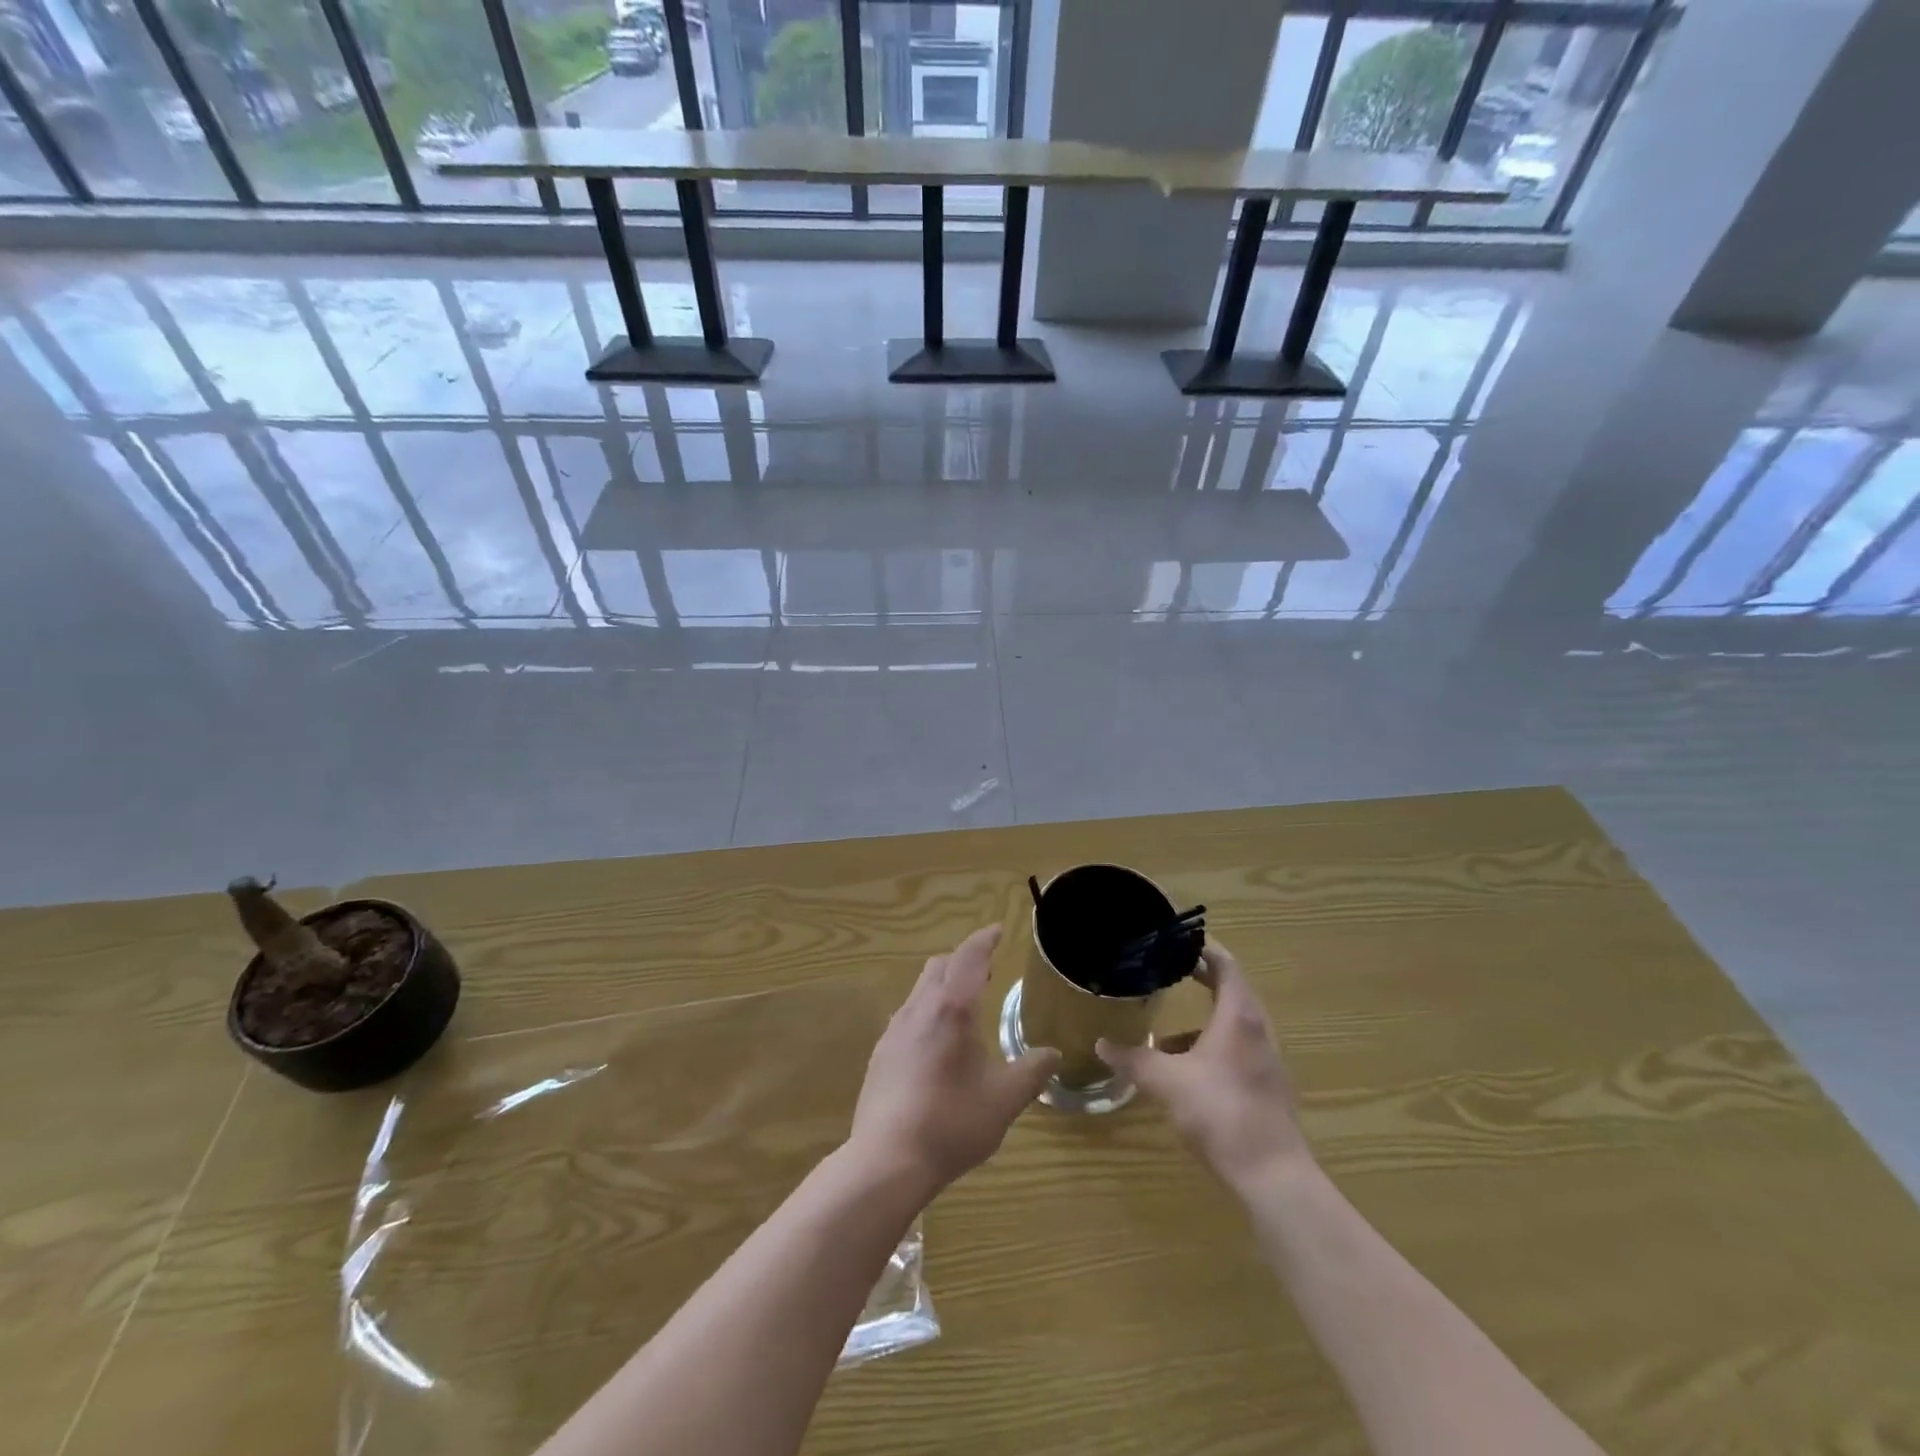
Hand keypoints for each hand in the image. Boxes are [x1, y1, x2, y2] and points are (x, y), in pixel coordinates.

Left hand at [849, 925, 1060, 1199]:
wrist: (887, 1160)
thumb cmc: (952, 1122)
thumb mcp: (1004, 1100)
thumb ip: (1031, 1072)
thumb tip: (1053, 1054)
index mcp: (952, 1009)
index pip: (969, 958)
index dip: (984, 941)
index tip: (996, 930)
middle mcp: (919, 1009)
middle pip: (939, 966)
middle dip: (963, 960)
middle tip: (986, 971)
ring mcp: (894, 1031)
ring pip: (919, 990)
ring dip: (942, 985)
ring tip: (963, 1006)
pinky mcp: (880, 1054)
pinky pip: (906, 1016)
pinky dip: (926, 1011)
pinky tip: (935, 1042)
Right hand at [1097, 942, 1310, 1190]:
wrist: (1272, 1175)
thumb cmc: (1219, 1113)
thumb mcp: (1166, 1082)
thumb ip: (1133, 1059)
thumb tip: (1102, 1043)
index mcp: (1238, 1016)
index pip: (1225, 964)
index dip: (1202, 948)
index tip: (1175, 939)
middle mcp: (1257, 1029)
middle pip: (1231, 989)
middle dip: (1200, 978)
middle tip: (1166, 969)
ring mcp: (1265, 1059)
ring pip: (1233, 1023)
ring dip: (1203, 1017)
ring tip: (1166, 1027)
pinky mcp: (1265, 1085)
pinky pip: (1236, 1049)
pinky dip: (1210, 1045)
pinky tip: (1184, 1069)